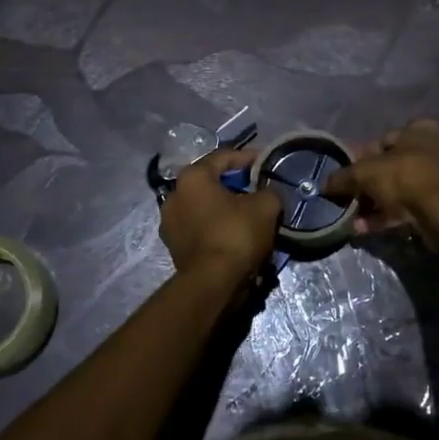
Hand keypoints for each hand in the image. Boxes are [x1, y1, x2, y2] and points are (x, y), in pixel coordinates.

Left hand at [159, 147, 281, 277]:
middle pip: (209, 182)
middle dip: (233, 184)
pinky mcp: (173, 247)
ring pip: (203, 207)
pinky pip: (199, 227)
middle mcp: (174, 195)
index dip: (246, 157)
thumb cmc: (236, 234)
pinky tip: (233, 234)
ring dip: (223, 207)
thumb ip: (268, 191)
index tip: (264, 161)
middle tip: (255, 188)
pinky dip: (215, 227)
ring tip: (246, 214)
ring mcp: (170, 223)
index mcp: (192, 177)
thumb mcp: (265, 206)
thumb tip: (266, 193)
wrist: (213, 282)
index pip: (222, 157)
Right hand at [325, 119, 438, 245]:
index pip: (382, 141)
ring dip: (373, 204)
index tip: (345, 177)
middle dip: (365, 186)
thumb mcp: (366, 173)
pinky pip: (408, 207)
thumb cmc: (406, 178)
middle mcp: (434, 148)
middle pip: (389, 167)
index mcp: (420, 129)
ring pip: (398, 189)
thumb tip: (324, 184)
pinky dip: (386, 216)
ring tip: (352, 219)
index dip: (359, 159)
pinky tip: (364, 229)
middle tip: (347, 200)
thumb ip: (342, 177)